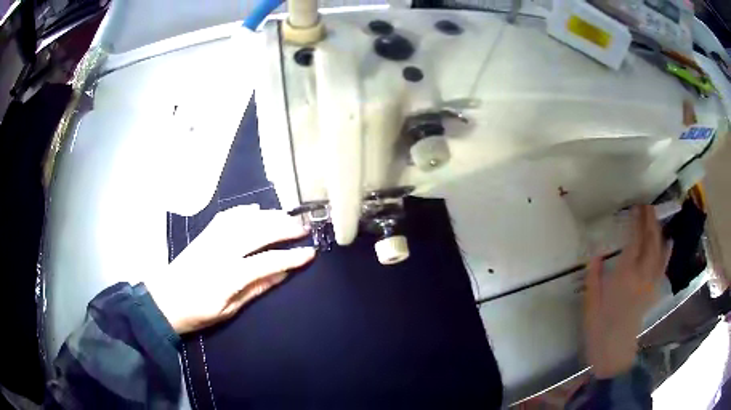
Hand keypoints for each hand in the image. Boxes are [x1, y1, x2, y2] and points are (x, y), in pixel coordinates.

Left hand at [146, 205, 314, 333]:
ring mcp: (211, 238)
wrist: (164, 300)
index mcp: (228, 275)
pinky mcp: (204, 234)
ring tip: (287, 216)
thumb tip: (282, 274)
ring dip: (269, 215)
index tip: (310, 253)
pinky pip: (227, 215)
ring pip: (245, 219)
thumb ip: (256, 289)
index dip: (291, 257)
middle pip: (258, 232)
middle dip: (285, 228)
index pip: (267, 261)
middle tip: (305, 227)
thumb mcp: (229, 310)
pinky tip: (257, 209)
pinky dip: (245, 210)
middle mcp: (221, 251)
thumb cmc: (197, 312)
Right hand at [584, 205, 670, 378]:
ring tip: (657, 218)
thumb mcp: (590, 303)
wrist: (614, 353)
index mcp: (624, 276)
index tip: (636, 207)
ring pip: (659, 252)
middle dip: (650, 221)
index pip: (634, 242)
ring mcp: (650, 284)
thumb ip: (594, 276)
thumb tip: (595, 253)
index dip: (637, 222)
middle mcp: (641, 276)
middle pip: (650, 242)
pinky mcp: (653, 293)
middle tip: (647, 206)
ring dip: (659, 233)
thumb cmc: (599, 329)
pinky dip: (667, 253)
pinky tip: (669, 243)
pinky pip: (663, 268)